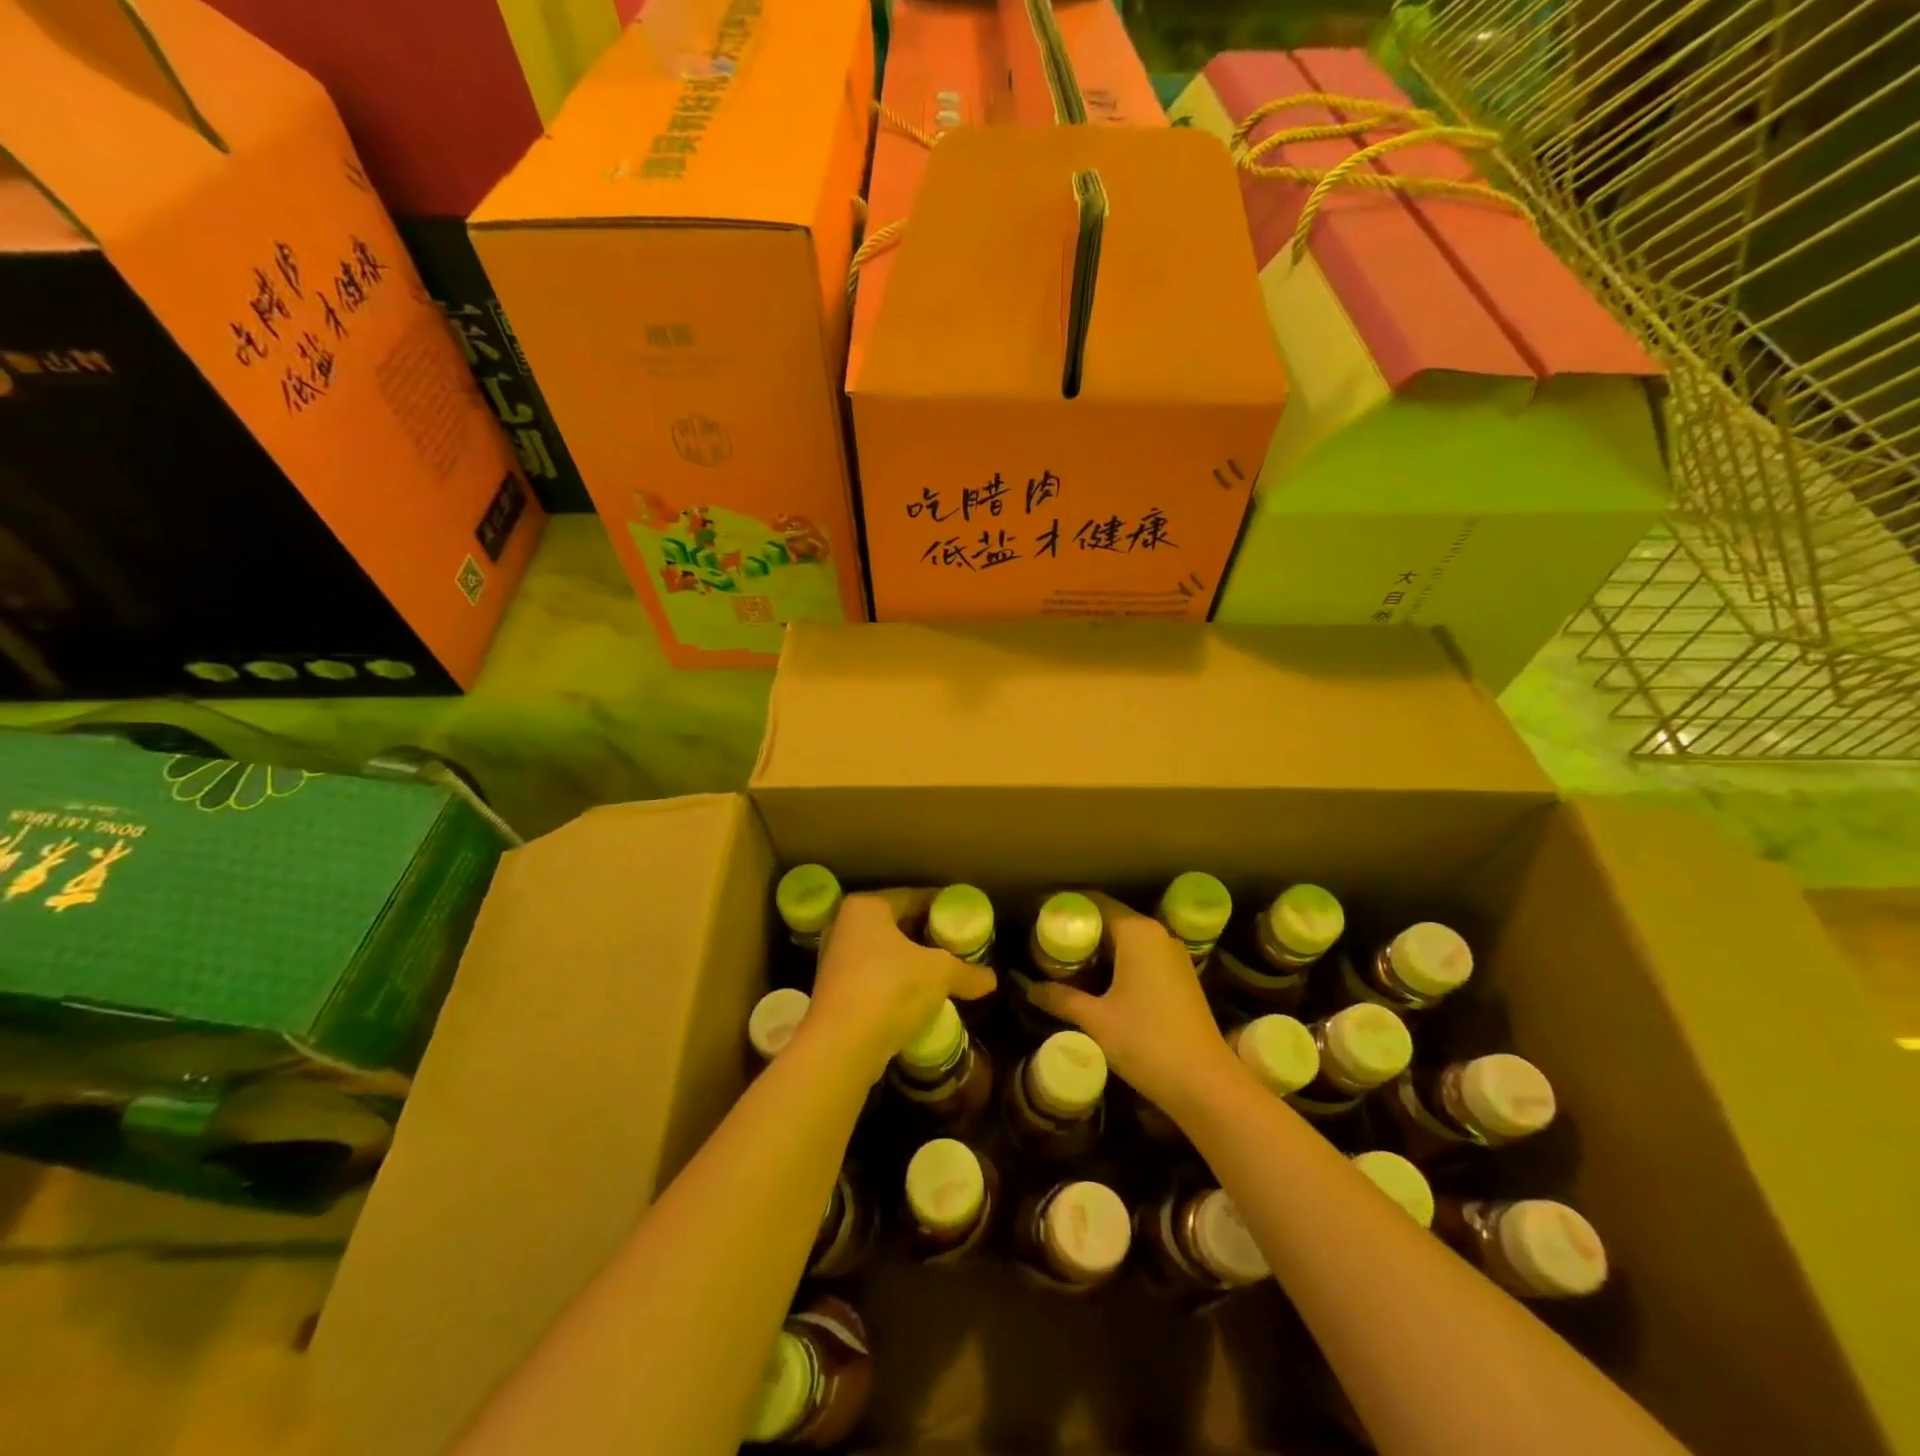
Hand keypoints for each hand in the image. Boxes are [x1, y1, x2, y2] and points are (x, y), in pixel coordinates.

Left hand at [799, 890, 995, 1079]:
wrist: (841, 1047)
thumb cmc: (890, 989)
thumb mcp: (940, 974)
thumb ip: (966, 971)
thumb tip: (991, 980)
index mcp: (867, 907)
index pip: (914, 897)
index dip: (943, 907)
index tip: (965, 919)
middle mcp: (845, 926)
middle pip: (897, 925)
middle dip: (928, 936)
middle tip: (958, 946)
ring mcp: (835, 960)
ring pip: (885, 954)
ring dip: (912, 963)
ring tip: (943, 974)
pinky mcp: (834, 993)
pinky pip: (874, 978)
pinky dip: (896, 984)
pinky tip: (919, 999)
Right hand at [1027, 892, 1237, 1113]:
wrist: (1206, 1084)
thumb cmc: (1147, 1042)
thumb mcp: (1096, 1020)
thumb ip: (1060, 998)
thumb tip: (1028, 988)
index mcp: (1137, 933)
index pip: (1093, 903)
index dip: (1064, 907)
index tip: (1037, 915)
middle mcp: (1157, 935)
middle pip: (1109, 919)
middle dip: (1078, 930)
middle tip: (1043, 943)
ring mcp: (1172, 956)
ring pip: (1125, 940)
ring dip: (1096, 949)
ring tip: (1063, 963)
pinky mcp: (1179, 977)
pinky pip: (1140, 957)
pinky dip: (1116, 963)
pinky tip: (1095, 983)